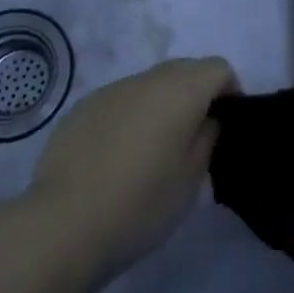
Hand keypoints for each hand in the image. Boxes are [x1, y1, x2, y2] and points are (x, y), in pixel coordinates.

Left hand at [28, 57, 238, 269]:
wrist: (63, 224)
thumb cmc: (140, 204)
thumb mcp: (190, 181)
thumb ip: (207, 139)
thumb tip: (206, 120)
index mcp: (180, 90)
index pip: (219, 68)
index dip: (230, 92)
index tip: (227, 126)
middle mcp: (147, 79)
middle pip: (184, 70)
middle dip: (197, 95)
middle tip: (195, 139)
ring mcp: (111, 90)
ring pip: (150, 85)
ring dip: (161, 106)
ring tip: (153, 152)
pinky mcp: (83, 108)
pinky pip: (120, 102)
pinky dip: (130, 118)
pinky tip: (117, 159)